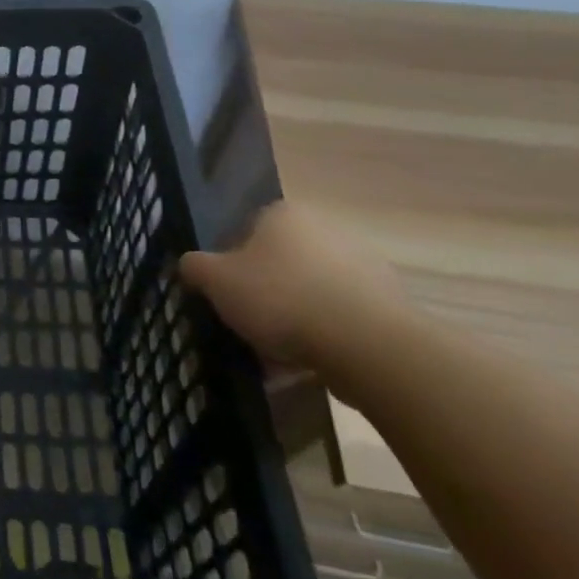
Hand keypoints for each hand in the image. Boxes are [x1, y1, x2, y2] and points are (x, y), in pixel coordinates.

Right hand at [179, 202, 403, 372]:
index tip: (224, 292)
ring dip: (293, 316)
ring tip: (274, 354)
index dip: (230, 261)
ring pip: (310, 291)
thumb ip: (194, 266)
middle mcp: (326, 229)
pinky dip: (323, 336)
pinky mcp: (388, 304)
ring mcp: (364, 266)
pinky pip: (340, 318)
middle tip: (246, 322)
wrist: (367, 346)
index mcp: (284, 214)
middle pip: (280, 261)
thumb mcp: (216, 280)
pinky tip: (306, 364)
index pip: (246, 229)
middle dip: (263, 290)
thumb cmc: (281, 298)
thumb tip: (190, 264)